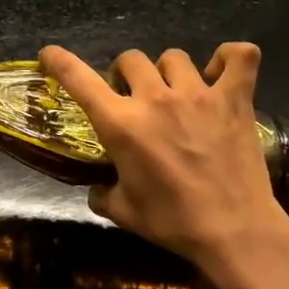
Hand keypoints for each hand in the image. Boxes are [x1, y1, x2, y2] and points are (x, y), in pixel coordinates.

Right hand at [39, 43, 288, 280]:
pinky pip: (239, 57)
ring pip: (174, 57)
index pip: (78, 78)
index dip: (58, 61)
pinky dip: (231, 58)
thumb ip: (102, 193)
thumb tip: (97, 188)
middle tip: (134, 96)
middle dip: (126, 74)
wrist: (235, 232)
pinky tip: (221, 72)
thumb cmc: (173, 222)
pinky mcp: (234, 99)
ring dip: (168, 71)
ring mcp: (198, 95)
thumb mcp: (123, 211)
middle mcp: (155, 99)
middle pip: (130, 59)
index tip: (49, 56)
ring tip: (176, 91)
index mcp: (121, 124)